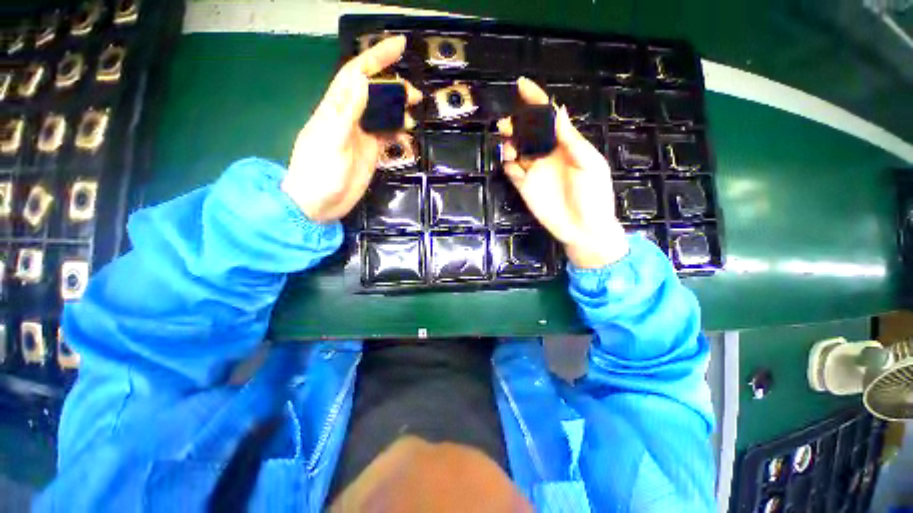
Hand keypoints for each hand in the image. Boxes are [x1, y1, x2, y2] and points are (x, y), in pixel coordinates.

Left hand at [282, 35, 421, 221]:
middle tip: (415, 96)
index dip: (377, 57)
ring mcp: (362, 136)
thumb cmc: (319, 174)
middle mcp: (351, 118)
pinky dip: (398, 135)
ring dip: (399, 112)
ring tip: (413, 116)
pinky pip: (387, 137)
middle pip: (374, 93)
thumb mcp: (332, 141)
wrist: (319, 204)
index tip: (399, 46)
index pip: (357, 74)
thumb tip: (361, 78)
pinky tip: (407, 140)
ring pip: (383, 114)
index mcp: (337, 109)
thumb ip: (347, 112)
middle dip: (394, 87)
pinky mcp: (370, 152)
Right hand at [497, 78, 627, 268]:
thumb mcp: (588, 163)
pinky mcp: (525, 188)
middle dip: (516, 124)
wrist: (584, 228)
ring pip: (516, 150)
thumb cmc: (594, 195)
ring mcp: (535, 172)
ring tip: (509, 147)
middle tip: (507, 125)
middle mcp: (547, 155)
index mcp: (565, 145)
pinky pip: (512, 172)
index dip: (536, 100)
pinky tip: (510, 163)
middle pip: (527, 132)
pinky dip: (508, 165)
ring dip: (509, 143)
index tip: (522, 85)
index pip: (548, 117)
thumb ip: (571, 139)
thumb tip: (558, 109)